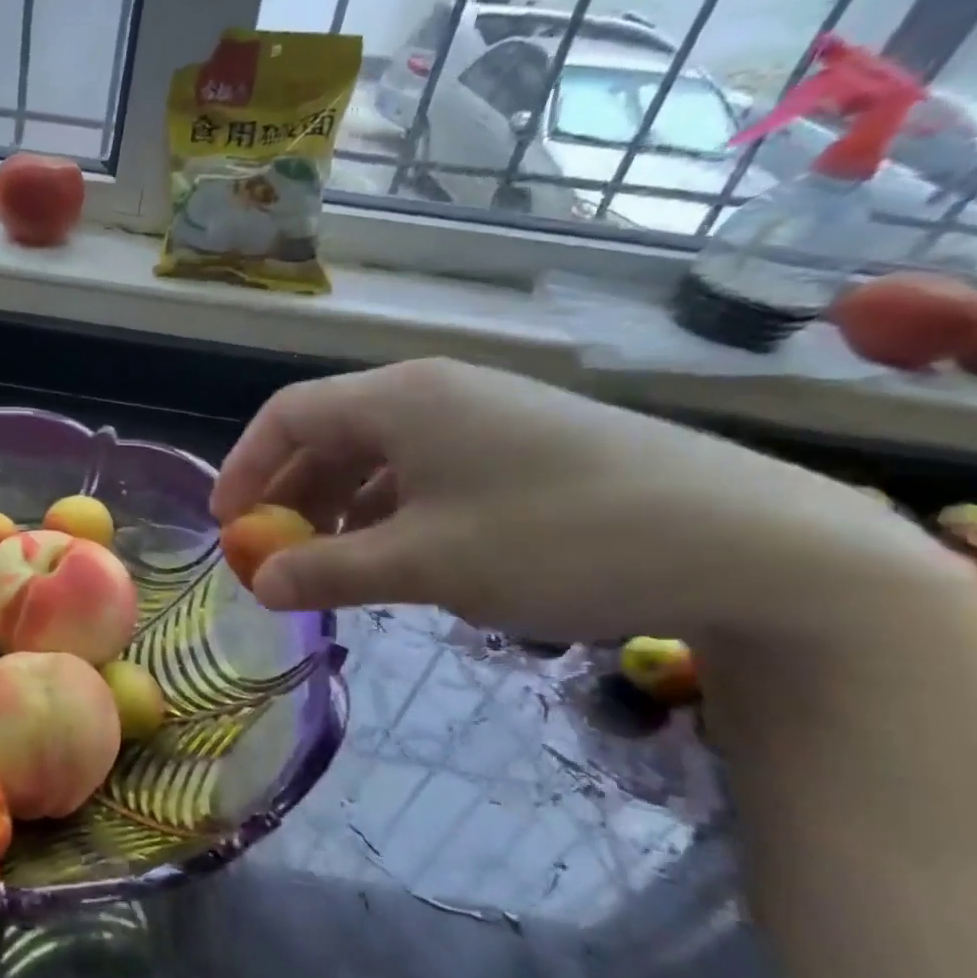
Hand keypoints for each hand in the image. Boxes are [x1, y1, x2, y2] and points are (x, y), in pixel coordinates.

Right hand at [211, 359, 951, 644]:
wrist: (750, 545)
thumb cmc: (556, 539)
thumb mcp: (424, 564)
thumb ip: (327, 571)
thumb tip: (259, 584)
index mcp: (400, 398)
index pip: (288, 415)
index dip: (245, 468)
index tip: (228, 527)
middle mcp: (436, 393)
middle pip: (330, 433)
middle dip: (291, 495)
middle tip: (275, 555)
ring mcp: (484, 417)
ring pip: (378, 456)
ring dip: (340, 509)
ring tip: (332, 566)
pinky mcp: (521, 447)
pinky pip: (425, 472)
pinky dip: (391, 512)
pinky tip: (399, 557)